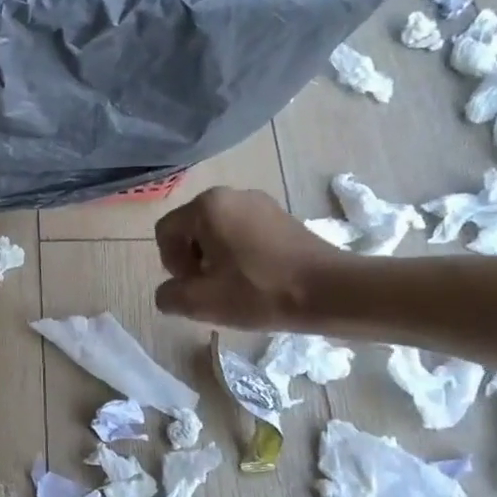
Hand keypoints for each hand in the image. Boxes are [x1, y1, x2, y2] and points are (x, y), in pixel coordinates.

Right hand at [154, 186, 349, 329]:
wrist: (331, 291)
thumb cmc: (260, 292)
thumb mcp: (201, 302)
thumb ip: (169, 296)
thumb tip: (169, 293)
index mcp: (207, 206)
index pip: (166, 232)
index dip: (171, 264)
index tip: (194, 287)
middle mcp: (231, 194)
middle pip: (191, 229)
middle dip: (193, 261)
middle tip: (212, 290)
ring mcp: (260, 202)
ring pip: (218, 231)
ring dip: (216, 259)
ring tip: (235, 287)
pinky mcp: (281, 216)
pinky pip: (244, 232)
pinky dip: (240, 254)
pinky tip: (256, 279)